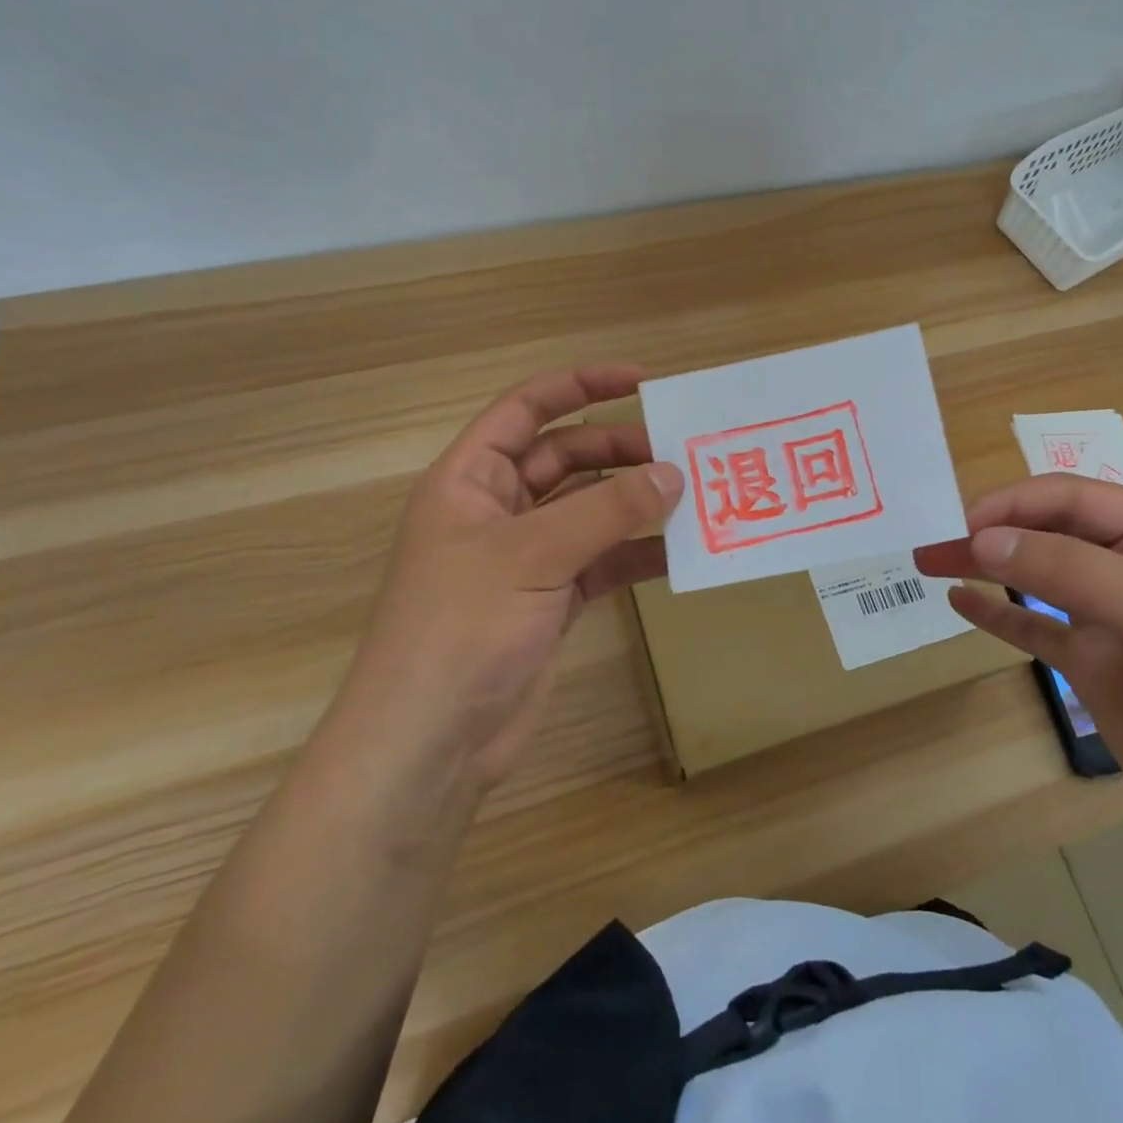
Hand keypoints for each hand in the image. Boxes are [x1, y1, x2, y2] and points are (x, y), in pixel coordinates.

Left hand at [338, 367, 681, 791]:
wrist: (432, 741)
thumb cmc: (463, 627)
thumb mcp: (533, 555)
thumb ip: (606, 511)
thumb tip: (674, 474)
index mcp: (471, 479)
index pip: (526, 409)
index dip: (580, 385)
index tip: (642, 381)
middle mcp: (498, 510)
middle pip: (566, 458)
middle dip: (620, 449)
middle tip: (680, 452)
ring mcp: (526, 558)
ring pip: (589, 510)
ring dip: (634, 502)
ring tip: (690, 496)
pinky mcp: (552, 600)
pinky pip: (602, 561)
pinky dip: (636, 554)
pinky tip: (678, 553)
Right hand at [915, 475, 1122, 879]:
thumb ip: (1074, 573)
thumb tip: (985, 539)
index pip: (1076, 498)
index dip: (1017, 503)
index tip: (966, 526)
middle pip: (1047, 532)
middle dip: (990, 532)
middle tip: (930, 545)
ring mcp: (1109, 622)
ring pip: (1034, 578)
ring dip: (984, 566)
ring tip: (930, 562)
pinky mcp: (1092, 668)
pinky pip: (1033, 631)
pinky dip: (995, 615)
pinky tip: (960, 602)